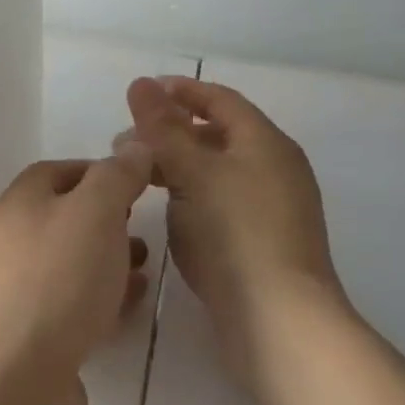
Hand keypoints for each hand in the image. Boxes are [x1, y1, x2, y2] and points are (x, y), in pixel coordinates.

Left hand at [0, 151, 153, 404]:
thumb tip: (134, 145)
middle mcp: (13, 241)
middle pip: (66, 218)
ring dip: (110, 260)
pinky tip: (130, 307)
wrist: (7, 386)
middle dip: (110, 219)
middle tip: (146, 228)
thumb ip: (117, 176)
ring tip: (147, 267)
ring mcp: (19, 292)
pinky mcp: (33, 339)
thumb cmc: (54, 283)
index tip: (143, 184)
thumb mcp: (94, 213)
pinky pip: (74, 306)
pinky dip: (104, 299)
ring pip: (72, 264)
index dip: (104, 172)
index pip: (62, 170)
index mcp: (21, 202)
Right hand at [124, 76, 349, 389]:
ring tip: (137, 177)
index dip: (180, 91)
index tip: (141, 92)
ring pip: (216, 171)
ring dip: (176, 166)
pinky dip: (190, 195)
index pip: (220, 100)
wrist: (279, 321)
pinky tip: (166, 211)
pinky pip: (220, 202)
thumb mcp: (193, 172)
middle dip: (170, 132)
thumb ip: (163, 128)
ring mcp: (271, 208)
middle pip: (217, 135)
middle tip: (125, 141)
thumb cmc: (235, 233)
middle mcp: (274, 168)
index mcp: (265, 142)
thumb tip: (140, 83)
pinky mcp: (261, 242)